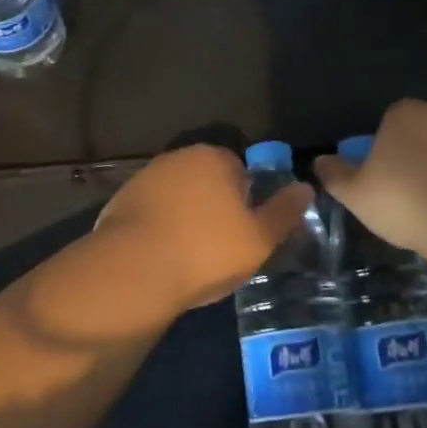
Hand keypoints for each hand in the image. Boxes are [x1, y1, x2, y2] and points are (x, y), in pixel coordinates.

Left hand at [91, 145, 309, 314]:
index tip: (244, 230)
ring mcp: (146, 176)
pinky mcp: (121, 200)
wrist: (133, 271)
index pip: (239, 169)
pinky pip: (151, 211)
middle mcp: (179, 156)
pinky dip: (158, 227)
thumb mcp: (259, 238)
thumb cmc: (206, 250)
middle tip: (219, 246)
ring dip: (184, 216)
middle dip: (214, 205)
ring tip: (189, 254)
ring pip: (178, 195)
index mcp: (215, 157)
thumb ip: (284, 211)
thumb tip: (306, 187)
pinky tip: (161, 255)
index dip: (245, 200)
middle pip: (207, 179)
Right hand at [313, 99, 426, 252]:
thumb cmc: (406, 199)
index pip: (390, 122)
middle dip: (420, 157)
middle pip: (425, 132)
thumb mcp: (357, 194)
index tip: (386, 179)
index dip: (386, 149)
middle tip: (414, 196)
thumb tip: (319, 161)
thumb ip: (335, 175)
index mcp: (403, 114)